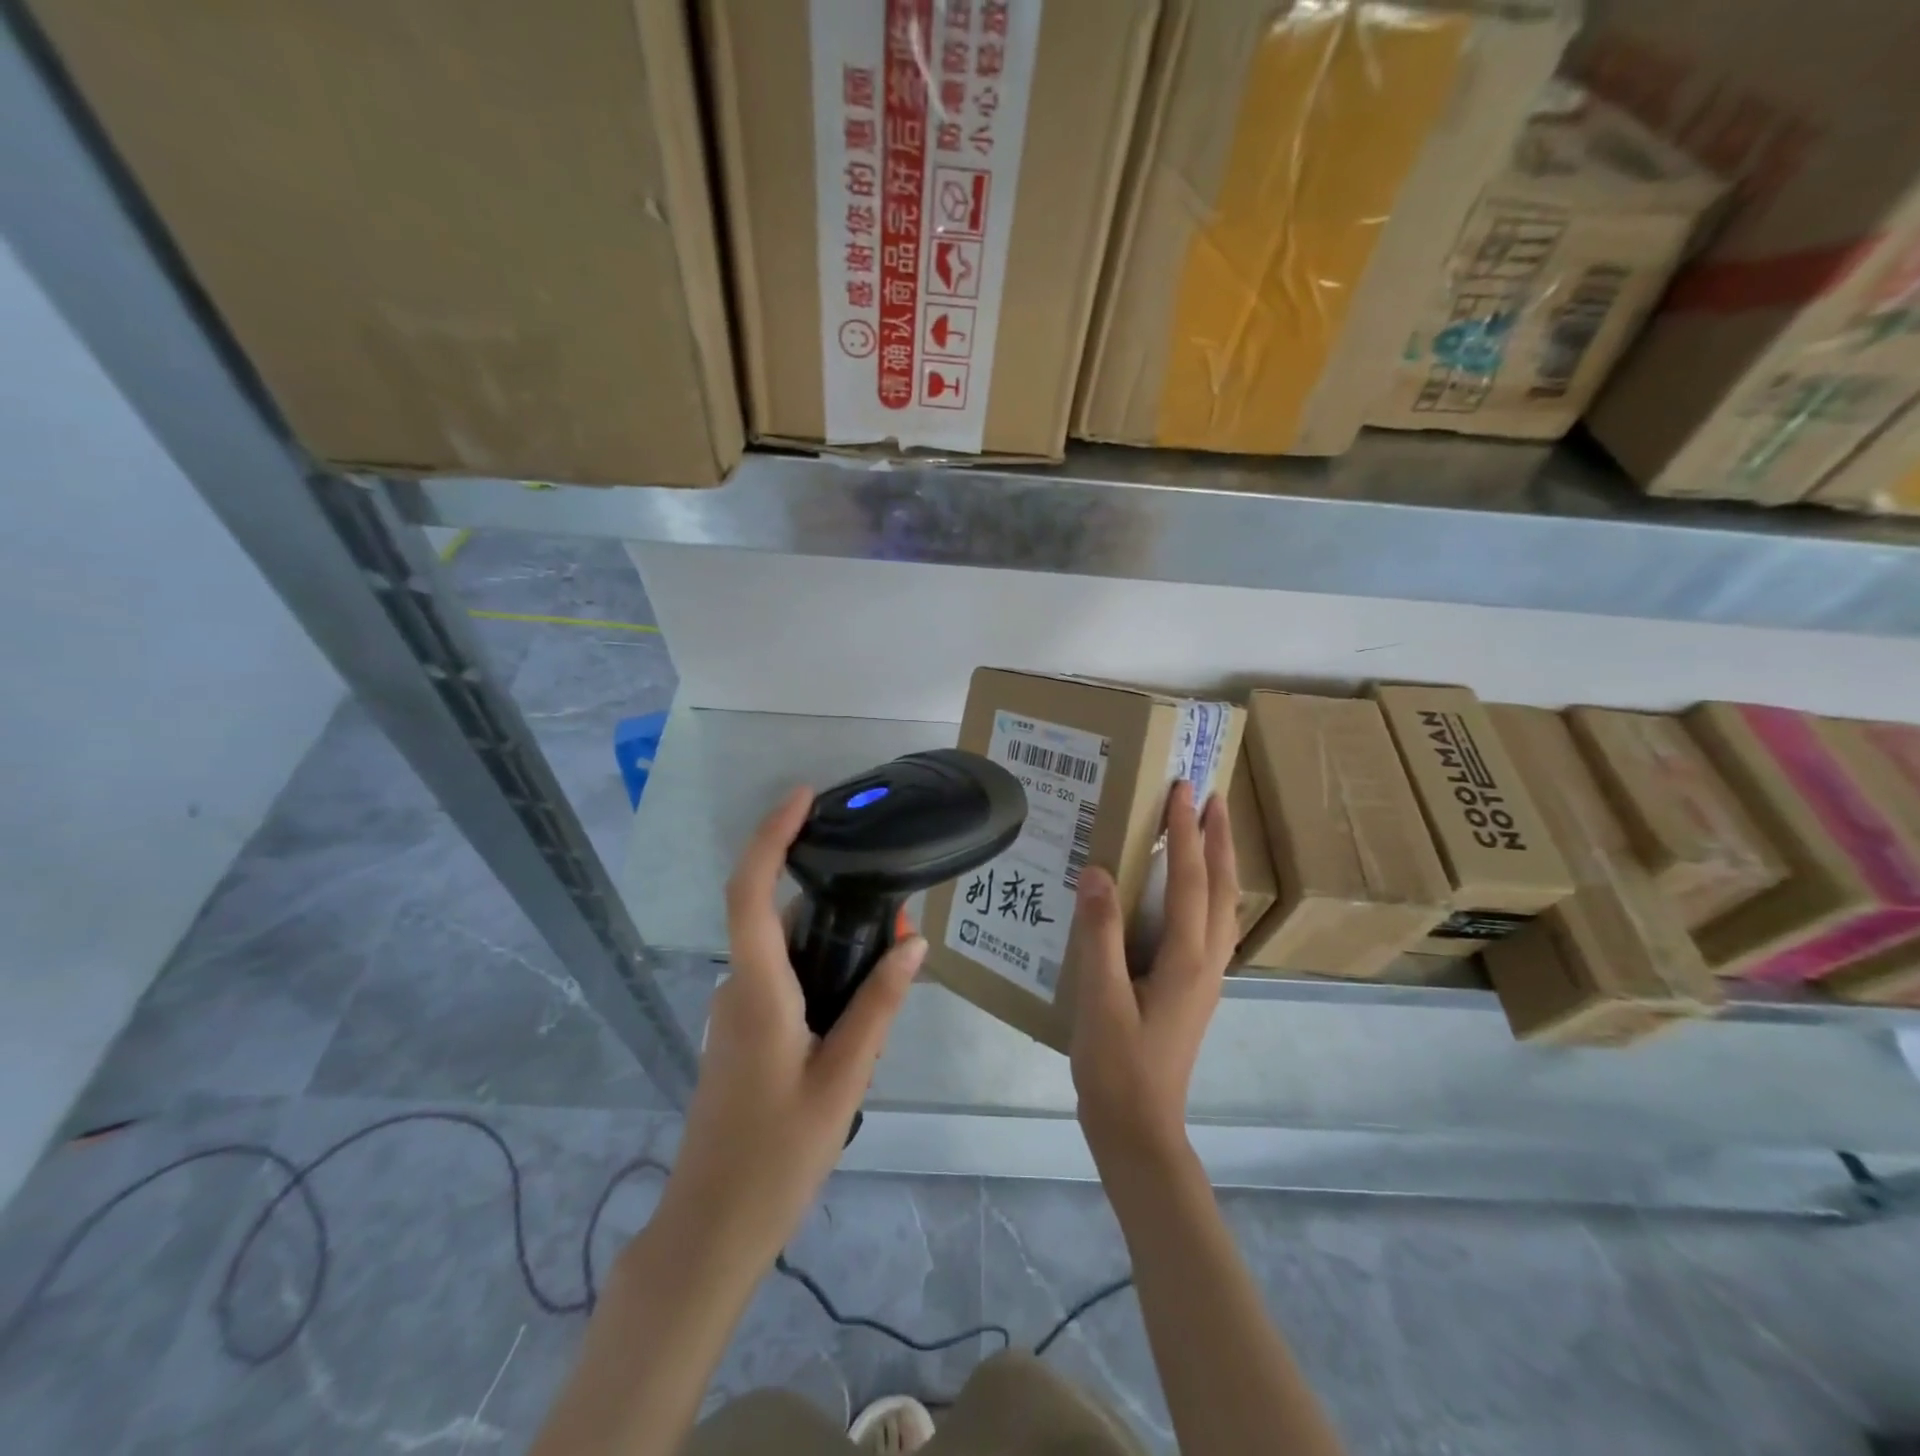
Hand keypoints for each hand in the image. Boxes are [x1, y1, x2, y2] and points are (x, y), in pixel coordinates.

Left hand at [660, 786, 925, 1264]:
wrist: (711, 1229)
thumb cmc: (776, 1155)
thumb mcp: (843, 1079)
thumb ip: (878, 1006)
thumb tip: (913, 944)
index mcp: (758, 990)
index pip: (750, 892)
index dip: (771, 836)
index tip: (803, 798)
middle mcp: (739, 988)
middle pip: (778, 916)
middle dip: (834, 898)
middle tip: (898, 913)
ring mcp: (736, 1012)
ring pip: (786, 952)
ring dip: (833, 942)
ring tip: (892, 959)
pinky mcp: (743, 1033)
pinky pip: (783, 981)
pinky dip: (820, 971)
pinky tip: (861, 1005)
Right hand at [1070, 781, 1237, 1163]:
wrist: (1138, 1128)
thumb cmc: (1117, 1065)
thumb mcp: (1100, 999)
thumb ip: (1099, 934)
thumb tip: (1098, 872)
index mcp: (1186, 958)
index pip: (1190, 879)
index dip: (1186, 832)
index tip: (1181, 790)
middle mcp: (1206, 961)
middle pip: (1221, 887)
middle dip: (1219, 839)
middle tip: (1211, 796)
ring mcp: (1205, 977)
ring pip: (1222, 906)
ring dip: (1219, 862)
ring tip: (1208, 831)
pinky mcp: (1193, 989)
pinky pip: (1209, 925)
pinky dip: (1207, 892)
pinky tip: (1189, 893)